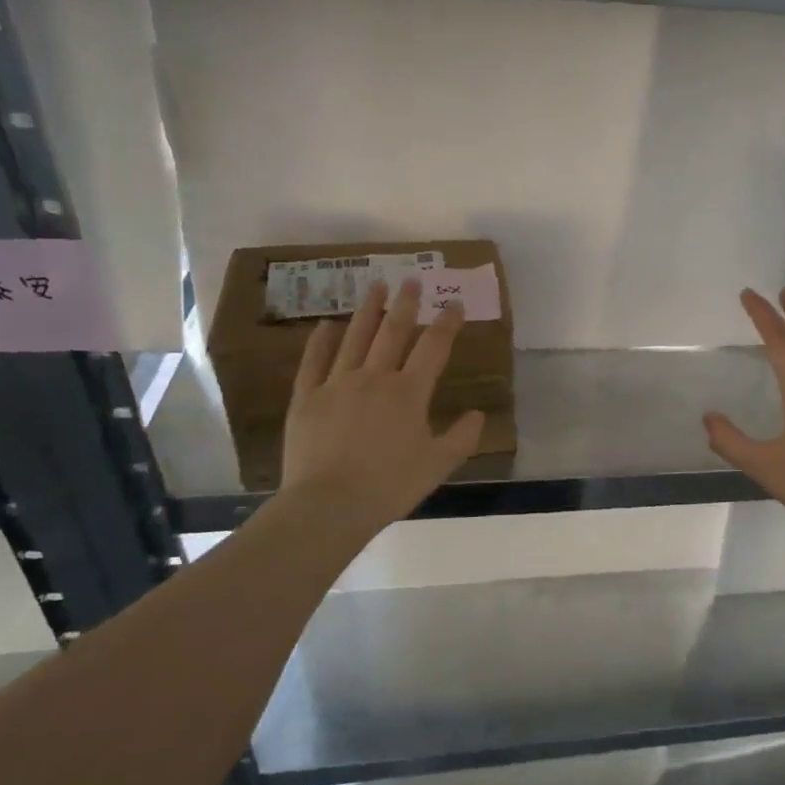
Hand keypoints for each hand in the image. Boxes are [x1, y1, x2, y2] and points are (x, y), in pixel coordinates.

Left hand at [277, 278, 484, 534]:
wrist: (329, 504)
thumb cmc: (390, 486)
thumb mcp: (438, 465)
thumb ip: (462, 437)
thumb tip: (478, 414)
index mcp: (409, 392)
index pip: (434, 348)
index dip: (447, 324)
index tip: (455, 305)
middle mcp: (375, 378)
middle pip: (393, 332)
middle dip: (406, 304)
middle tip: (412, 280)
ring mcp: (337, 384)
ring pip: (355, 338)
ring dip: (368, 310)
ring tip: (375, 286)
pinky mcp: (306, 397)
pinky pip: (314, 361)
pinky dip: (321, 340)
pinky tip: (326, 324)